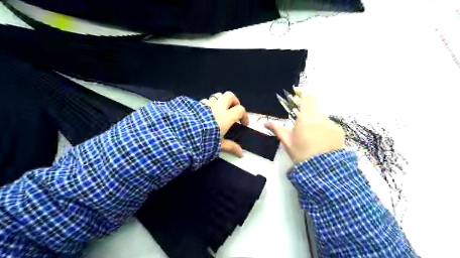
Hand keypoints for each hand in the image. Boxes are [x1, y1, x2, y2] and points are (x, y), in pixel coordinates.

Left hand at [198, 92, 245, 158]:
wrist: (185, 135)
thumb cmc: (205, 140)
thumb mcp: (219, 145)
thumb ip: (231, 147)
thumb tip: (241, 154)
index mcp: (226, 117)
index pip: (240, 109)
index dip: (244, 115)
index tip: (243, 123)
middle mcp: (218, 107)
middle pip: (230, 95)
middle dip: (234, 101)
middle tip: (234, 109)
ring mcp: (207, 104)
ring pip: (217, 96)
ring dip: (221, 101)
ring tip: (220, 110)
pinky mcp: (197, 105)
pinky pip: (206, 100)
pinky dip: (209, 104)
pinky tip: (207, 113)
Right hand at [265, 94, 342, 162]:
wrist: (321, 168)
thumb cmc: (300, 153)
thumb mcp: (287, 141)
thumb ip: (277, 129)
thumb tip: (266, 122)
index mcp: (305, 117)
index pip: (308, 98)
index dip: (303, 94)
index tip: (299, 95)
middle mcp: (320, 117)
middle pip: (314, 108)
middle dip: (308, 114)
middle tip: (303, 127)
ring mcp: (331, 124)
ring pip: (322, 118)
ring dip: (317, 123)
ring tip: (313, 138)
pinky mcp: (339, 131)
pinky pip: (330, 126)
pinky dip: (325, 130)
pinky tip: (322, 142)